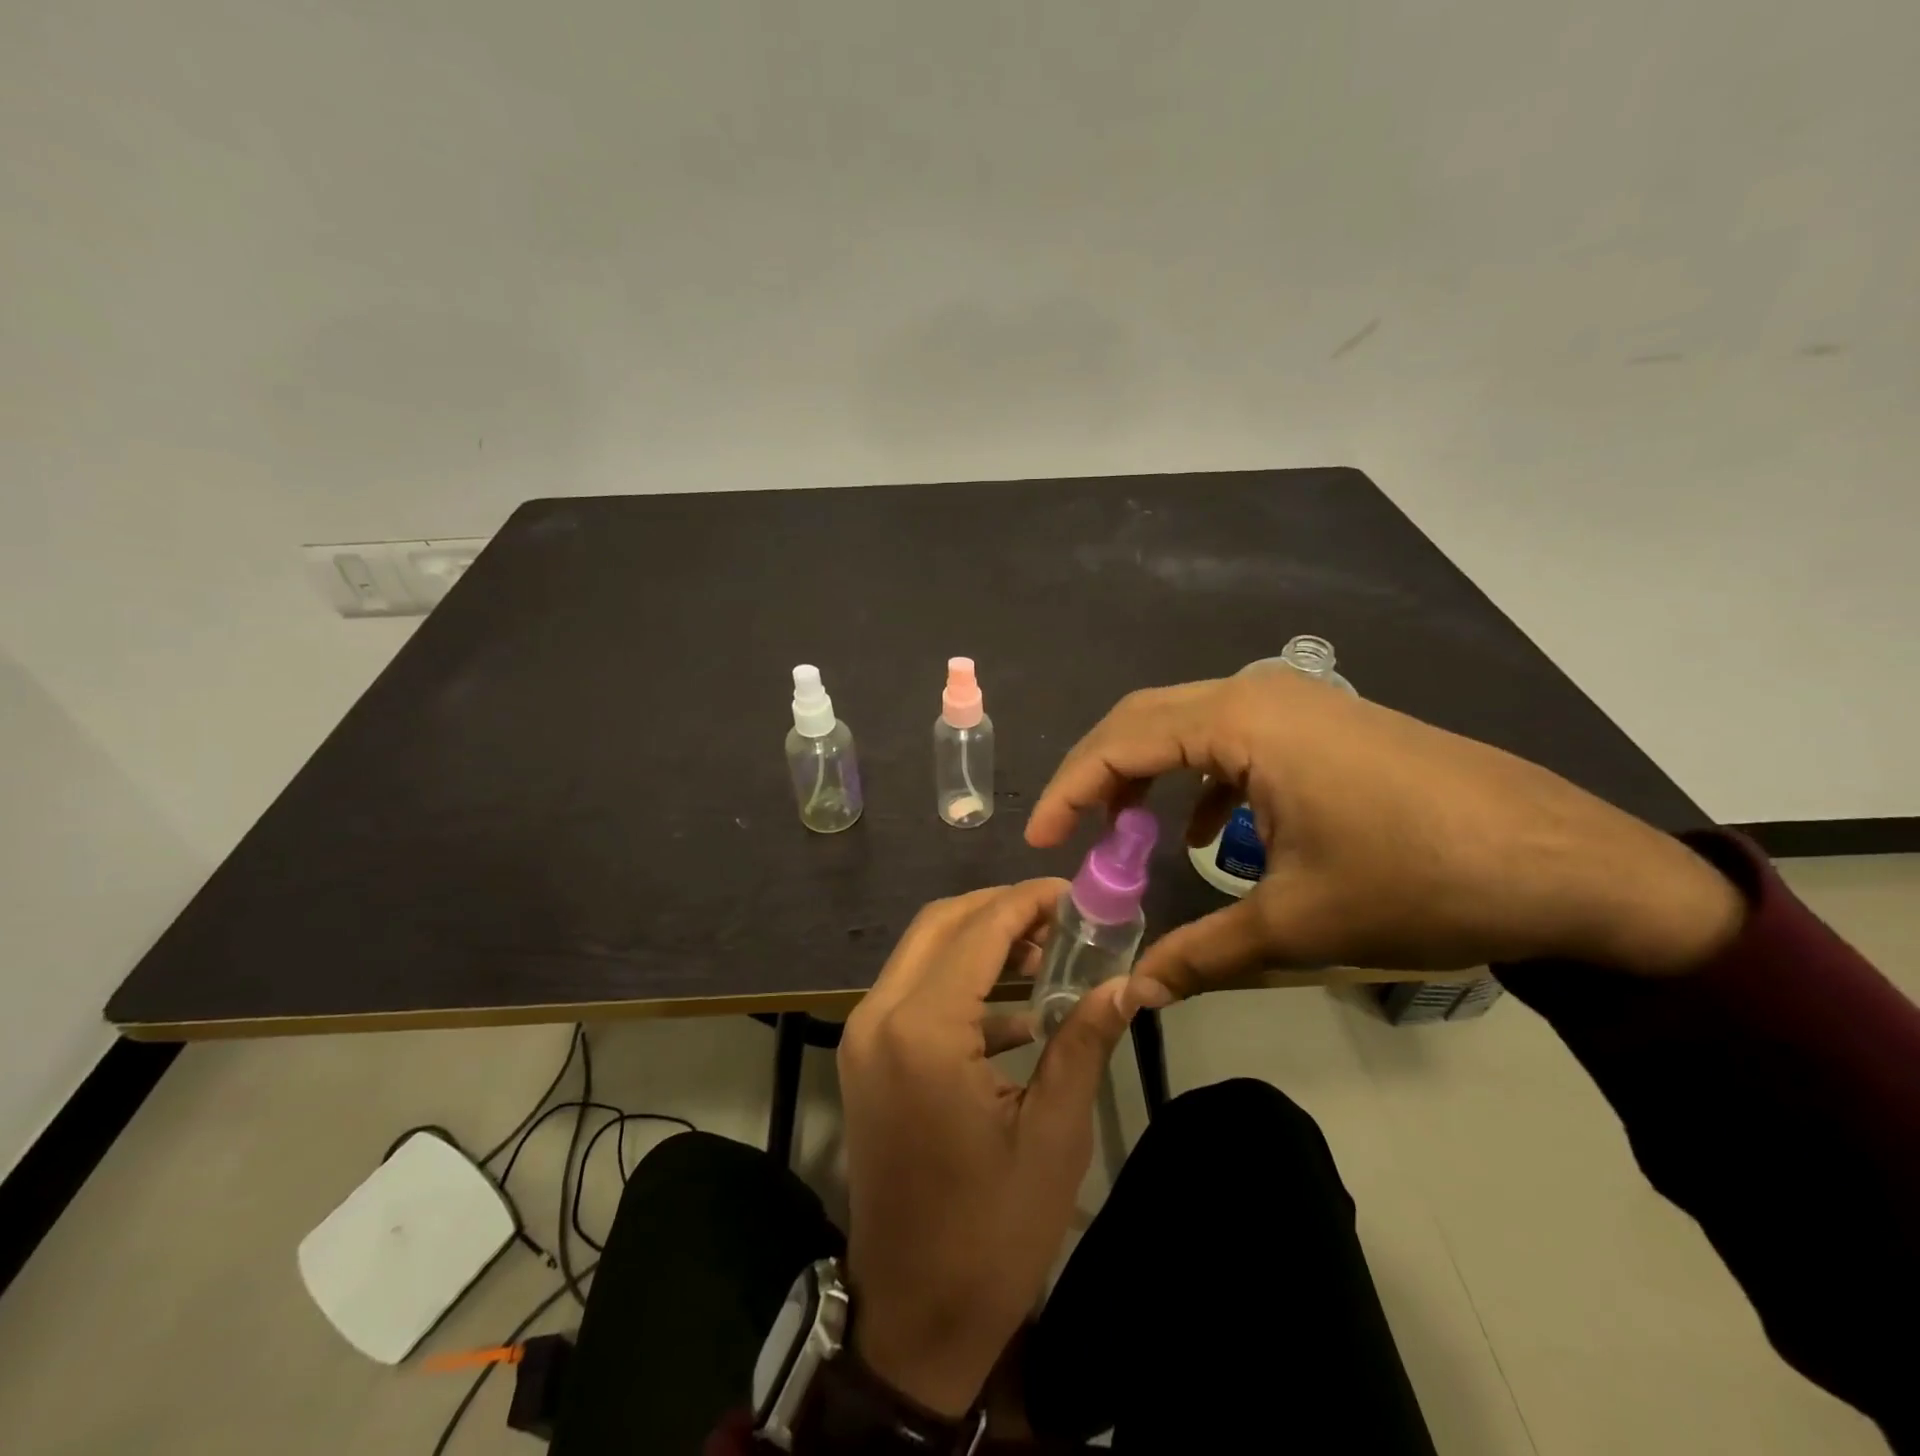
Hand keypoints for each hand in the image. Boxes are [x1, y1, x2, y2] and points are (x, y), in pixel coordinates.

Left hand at [838, 880, 1133, 1417]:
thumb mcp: (1053, 1134)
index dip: (1030, 901)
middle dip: (1002, 910)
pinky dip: (962, 981)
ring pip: (924, 951)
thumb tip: (1130, 981)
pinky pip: (915, 990)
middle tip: (1063, 920)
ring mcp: (864, 1035)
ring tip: (1048, 954)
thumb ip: (1084, 1040)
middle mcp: (879, 1016)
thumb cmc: (990, 1232)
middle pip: (941, 923)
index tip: (1078, 895)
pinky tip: (1018, 1009)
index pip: (979, 929)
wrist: (912, 1317)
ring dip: (981, 941)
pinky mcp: (866, 1057)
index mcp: (922, 1030)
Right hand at [1026, 671, 1744, 1001]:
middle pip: (1145, 718)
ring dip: (1148, 773)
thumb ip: (1199, 955)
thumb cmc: (1422, 881)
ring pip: (1189, 724)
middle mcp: (1261, 691)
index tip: (1038, 840)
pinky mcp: (1325, 724)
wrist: (1573, 865)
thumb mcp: (1297, 924)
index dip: (1069, 789)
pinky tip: (1209, 834)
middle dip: (1098, 775)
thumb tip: (1130, 998)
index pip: (1121, 740)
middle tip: (1069, 832)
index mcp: (1243, 720)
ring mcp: (1298, 702)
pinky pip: (1235, 738)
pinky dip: (1201, 779)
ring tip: (1126, 831)